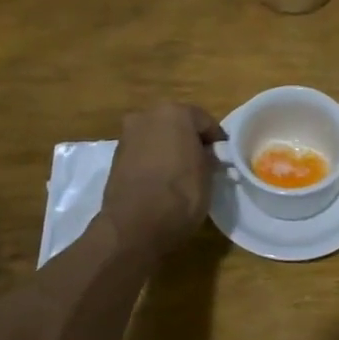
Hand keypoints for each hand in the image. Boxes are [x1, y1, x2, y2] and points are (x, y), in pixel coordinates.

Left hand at [100, 103, 227, 259]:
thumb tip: (205, 155)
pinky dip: (153, 161)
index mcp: (175, 112)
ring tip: (181, 173)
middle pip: (177, 124)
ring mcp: (128, 135)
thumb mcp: (208, 175)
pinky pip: (143, 153)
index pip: (205, 121)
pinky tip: (161, 180)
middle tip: (202, 162)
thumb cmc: (180, 194)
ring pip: (157, 137)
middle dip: (189, 140)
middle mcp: (147, 116)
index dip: (216, 140)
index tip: (223, 158)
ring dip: (169, 149)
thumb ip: (208, 157)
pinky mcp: (115, 157)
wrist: (133, 227)